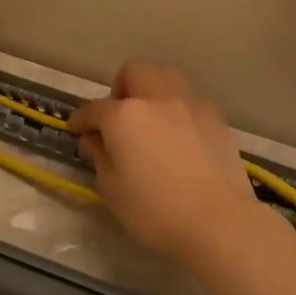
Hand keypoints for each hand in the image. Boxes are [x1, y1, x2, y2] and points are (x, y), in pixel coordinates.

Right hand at [69, 60, 262, 262]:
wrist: (219, 222)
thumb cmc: (154, 210)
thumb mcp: (112, 188)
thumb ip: (99, 156)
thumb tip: (94, 139)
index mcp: (124, 115)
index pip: (94, 109)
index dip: (80, 120)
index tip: (77, 131)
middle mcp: (157, 99)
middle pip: (134, 72)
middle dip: (120, 89)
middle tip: (118, 118)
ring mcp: (191, 105)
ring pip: (166, 77)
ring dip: (151, 92)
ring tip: (150, 121)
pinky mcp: (216, 119)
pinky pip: (190, 100)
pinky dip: (177, 110)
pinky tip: (178, 138)